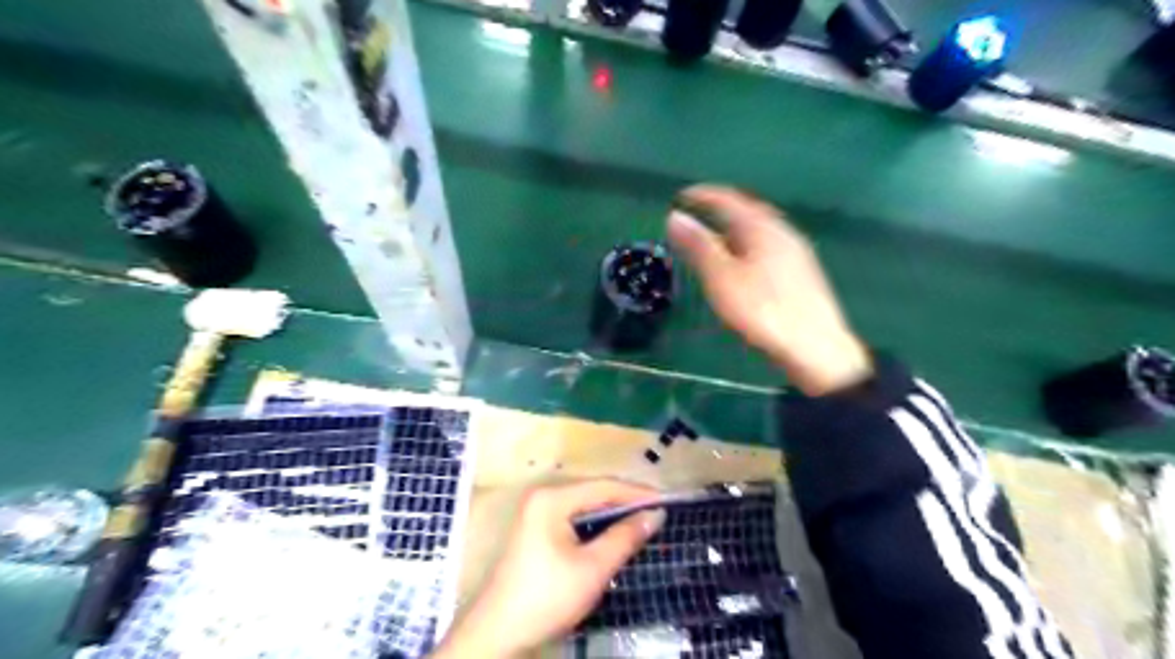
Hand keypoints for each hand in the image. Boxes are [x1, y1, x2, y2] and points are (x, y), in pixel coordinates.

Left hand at [433, 479, 669, 658]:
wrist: (499, 633)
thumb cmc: (547, 597)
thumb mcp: (592, 569)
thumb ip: (624, 537)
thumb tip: (654, 515)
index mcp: (552, 498)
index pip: (604, 487)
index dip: (637, 493)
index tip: (667, 501)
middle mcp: (543, 496)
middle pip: (593, 492)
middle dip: (626, 501)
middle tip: (658, 510)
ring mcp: (537, 511)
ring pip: (584, 504)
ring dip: (613, 512)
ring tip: (643, 519)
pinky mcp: (536, 528)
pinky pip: (574, 516)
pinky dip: (596, 523)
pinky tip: (614, 531)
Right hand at [671, 183, 869, 394]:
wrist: (815, 348)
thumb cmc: (762, 311)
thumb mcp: (722, 278)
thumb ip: (699, 246)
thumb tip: (675, 217)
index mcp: (762, 228)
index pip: (729, 200)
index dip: (704, 195)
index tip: (682, 197)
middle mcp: (783, 232)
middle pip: (749, 211)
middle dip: (723, 209)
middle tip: (700, 214)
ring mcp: (797, 252)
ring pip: (761, 230)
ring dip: (737, 228)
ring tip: (718, 239)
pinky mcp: (803, 273)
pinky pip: (770, 246)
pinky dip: (750, 244)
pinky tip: (746, 264)